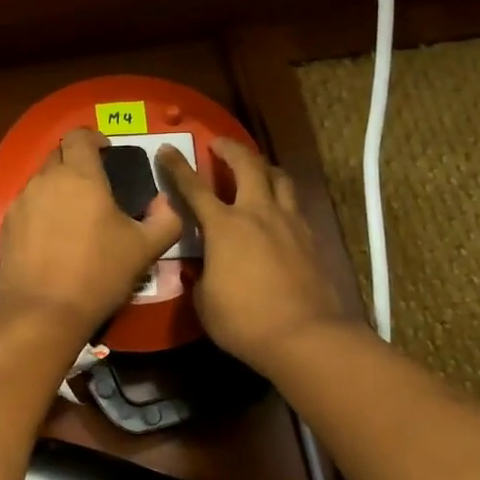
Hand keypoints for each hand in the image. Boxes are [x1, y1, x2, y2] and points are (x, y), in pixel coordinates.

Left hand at [0, 129, 183, 338]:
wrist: (44, 311)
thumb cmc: (99, 274)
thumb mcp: (145, 248)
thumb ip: (165, 219)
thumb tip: (165, 202)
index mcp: (81, 176)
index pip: (80, 136)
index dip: (94, 138)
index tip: (107, 153)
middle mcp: (46, 180)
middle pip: (59, 155)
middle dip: (77, 163)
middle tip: (96, 188)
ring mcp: (21, 202)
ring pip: (41, 181)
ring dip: (58, 188)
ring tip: (74, 216)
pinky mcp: (6, 225)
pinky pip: (27, 205)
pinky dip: (41, 211)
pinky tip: (52, 238)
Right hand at [158, 137, 346, 371]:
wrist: (306, 336)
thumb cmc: (244, 321)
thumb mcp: (205, 301)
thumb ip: (201, 275)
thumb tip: (204, 268)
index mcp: (225, 226)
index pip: (194, 188)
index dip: (177, 167)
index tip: (166, 149)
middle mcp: (259, 214)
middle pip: (248, 165)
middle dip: (230, 148)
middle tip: (219, 143)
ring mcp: (290, 223)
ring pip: (280, 178)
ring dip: (263, 167)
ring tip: (255, 169)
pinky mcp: (312, 239)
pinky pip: (295, 206)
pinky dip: (283, 199)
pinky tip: (278, 212)